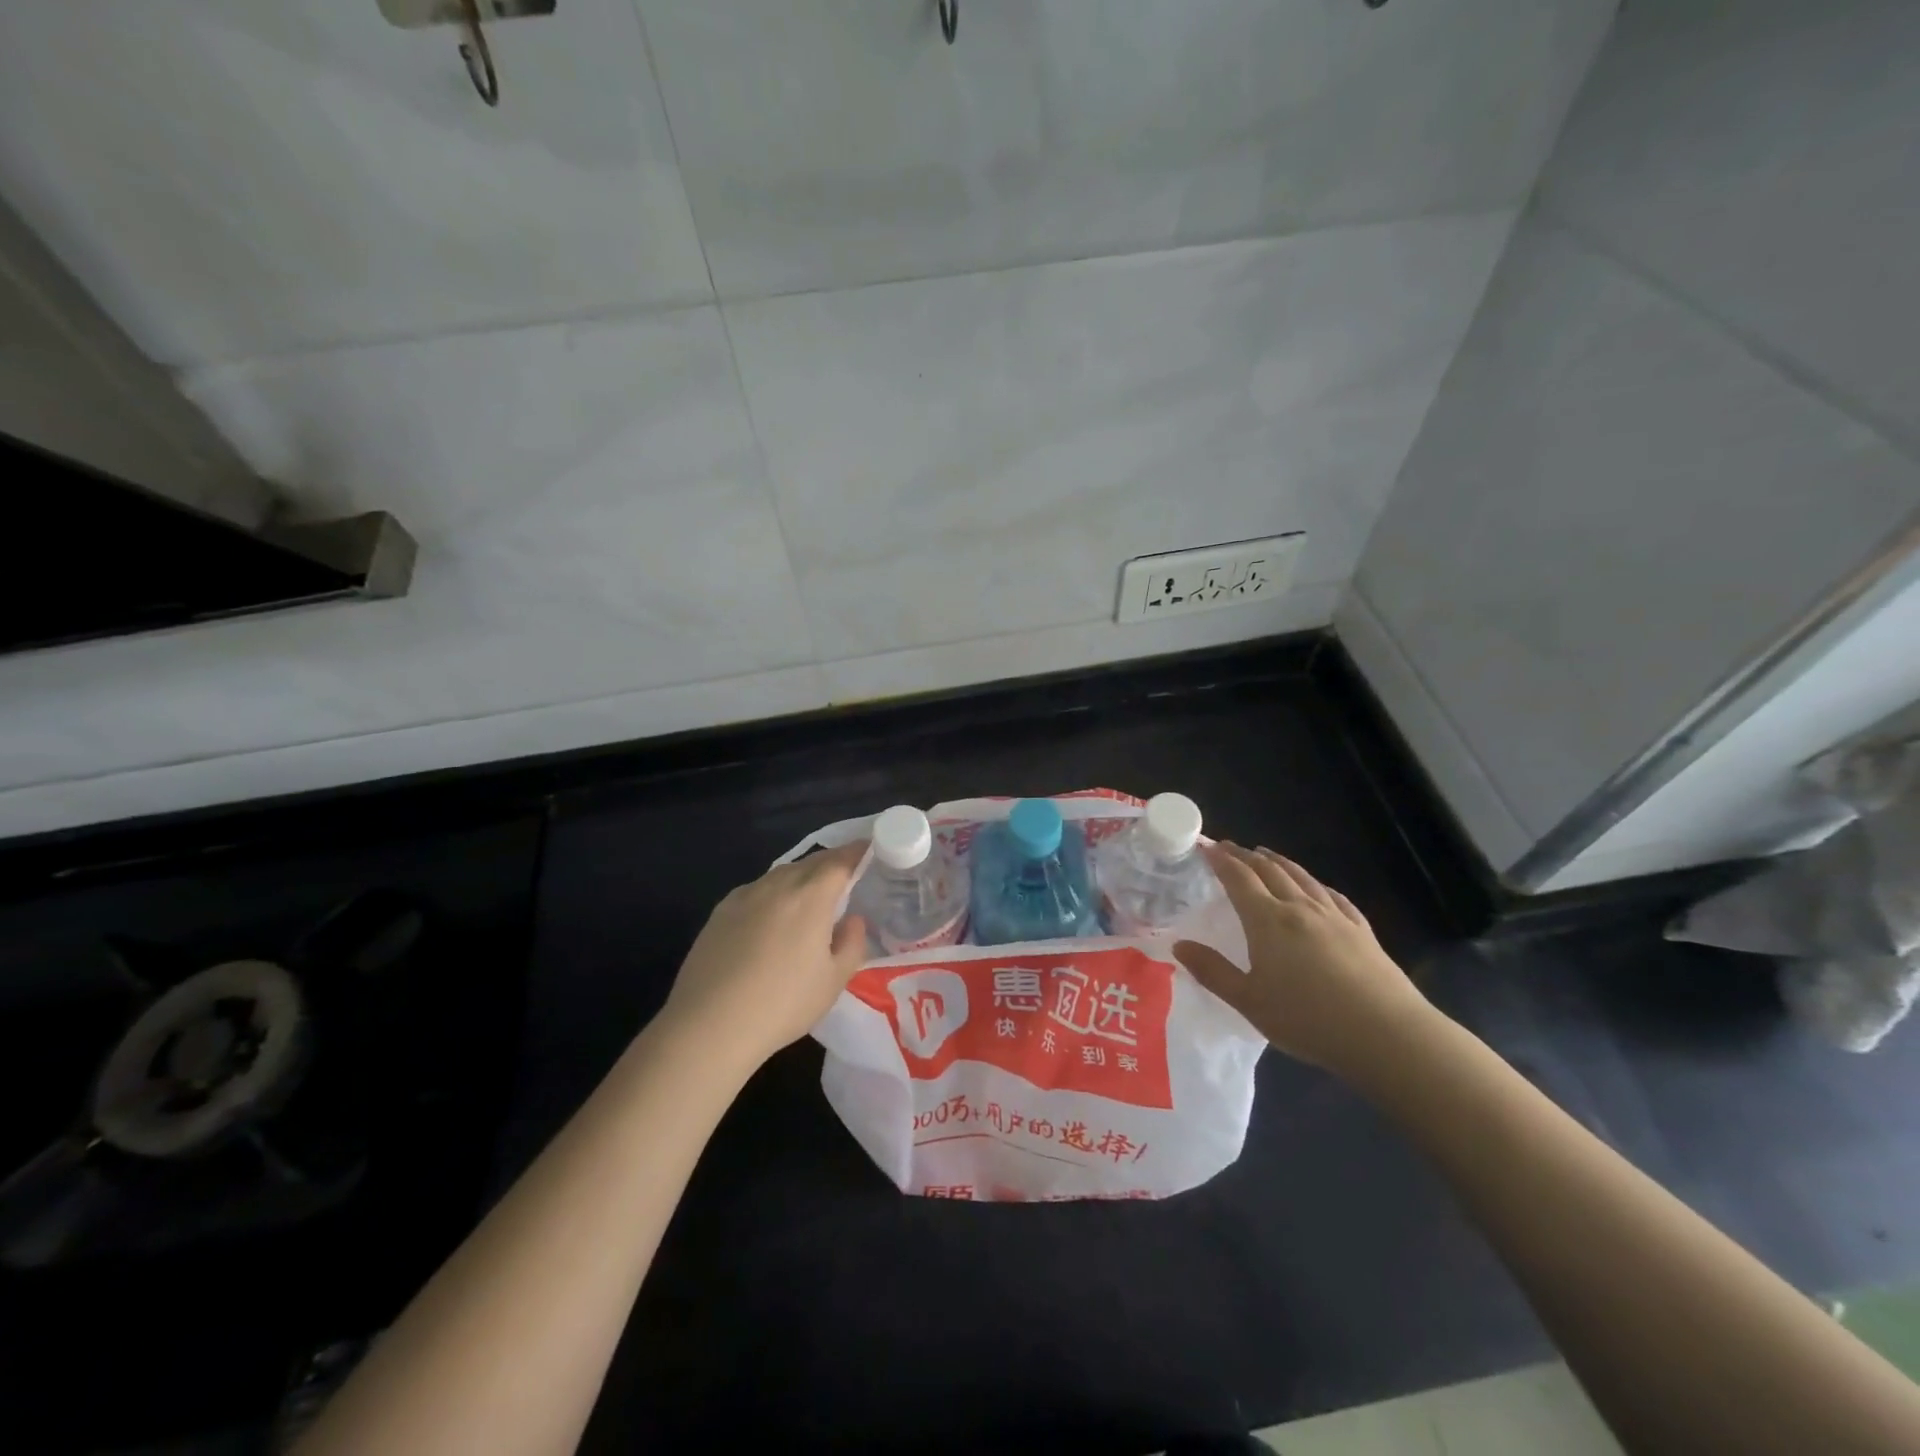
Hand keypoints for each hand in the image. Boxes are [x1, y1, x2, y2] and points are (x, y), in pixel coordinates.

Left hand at [660, 842, 869, 1071]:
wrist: (709, 1025)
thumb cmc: (782, 1004)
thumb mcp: (833, 981)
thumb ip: (851, 944)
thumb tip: (852, 920)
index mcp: (811, 897)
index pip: (840, 861)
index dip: (857, 851)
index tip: (870, 848)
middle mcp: (777, 886)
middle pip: (811, 863)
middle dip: (832, 862)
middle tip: (847, 871)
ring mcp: (745, 896)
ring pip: (782, 874)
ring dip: (802, 876)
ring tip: (811, 894)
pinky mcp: (720, 911)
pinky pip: (757, 890)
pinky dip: (774, 892)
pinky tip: (772, 915)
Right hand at [1174, 843, 1437, 1084]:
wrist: (1387, 1034)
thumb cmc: (1308, 1019)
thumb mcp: (1249, 1001)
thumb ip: (1213, 971)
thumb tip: (1179, 945)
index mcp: (1267, 920)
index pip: (1239, 878)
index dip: (1221, 860)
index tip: (1207, 847)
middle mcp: (1299, 908)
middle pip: (1270, 871)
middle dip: (1246, 856)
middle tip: (1230, 847)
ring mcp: (1334, 917)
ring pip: (1302, 877)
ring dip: (1279, 862)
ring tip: (1266, 854)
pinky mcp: (1362, 931)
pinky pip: (1333, 896)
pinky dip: (1316, 884)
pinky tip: (1317, 888)